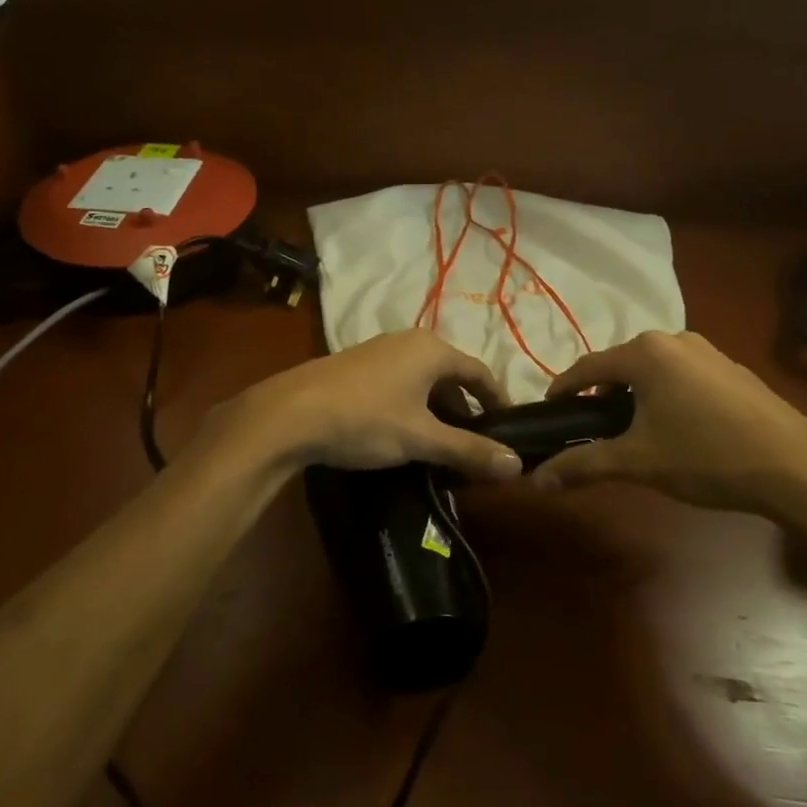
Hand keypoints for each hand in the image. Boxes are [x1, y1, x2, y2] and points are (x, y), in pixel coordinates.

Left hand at [224, 330, 523, 480]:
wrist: (289, 414)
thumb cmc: (365, 419)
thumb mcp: (421, 438)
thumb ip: (469, 451)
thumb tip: (517, 465)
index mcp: (432, 349)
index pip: (479, 372)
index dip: (497, 400)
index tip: (507, 429)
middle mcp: (408, 341)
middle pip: (450, 375)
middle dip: (464, 410)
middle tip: (472, 446)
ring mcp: (378, 350)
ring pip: (422, 380)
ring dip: (436, 411)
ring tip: (439, 445)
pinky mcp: (355, 366)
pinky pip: (398, 383)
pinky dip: (411, 406)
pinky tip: (402, 433)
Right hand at [532, 331, 806, 526]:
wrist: (798, 468)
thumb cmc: (706, 456)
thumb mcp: (637, 462)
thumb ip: (582, 466)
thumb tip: (536, 482)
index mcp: (645, 353)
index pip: (587, 367)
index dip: (563, 390)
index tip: (549, 411)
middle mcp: (675, 340)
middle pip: (620, 365)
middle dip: (600, 395)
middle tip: (588, 428)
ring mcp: (709, 352)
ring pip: (653, 370)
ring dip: (633, 395)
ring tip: (629, 430)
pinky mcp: (733, 370)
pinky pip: (682, 376)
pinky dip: (664, 395)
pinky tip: (674, 428)